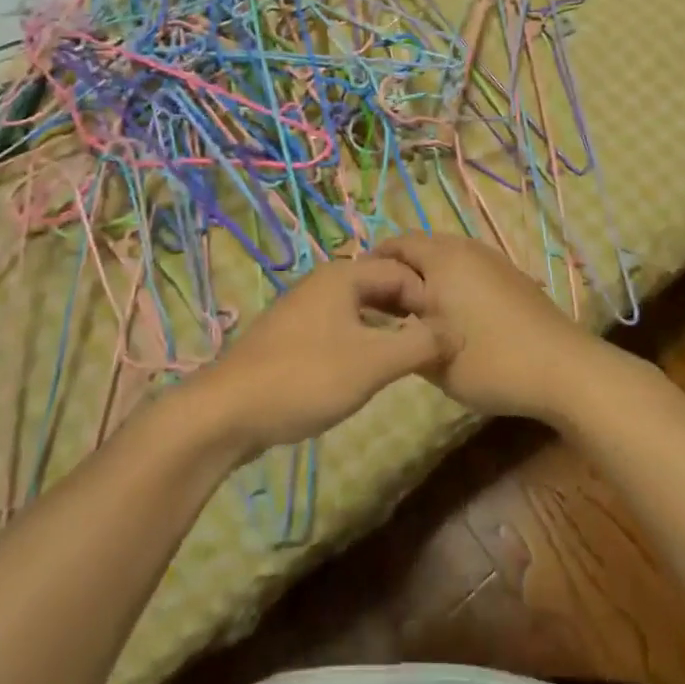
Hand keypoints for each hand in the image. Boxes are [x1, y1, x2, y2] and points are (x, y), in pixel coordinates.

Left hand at [189, 256, 446, 457]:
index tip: (450, 332)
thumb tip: (456, 331)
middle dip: (410, 309)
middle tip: (436, 343)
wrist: (228, 411)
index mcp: (344, 276)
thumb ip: (420, 344)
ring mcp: (304, 309)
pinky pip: (340, 327)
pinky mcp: (291, 337)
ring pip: (360, 308)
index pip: (402, 272)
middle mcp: (324, 283)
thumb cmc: (306, 378)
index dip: (430, 299)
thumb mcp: (373, 363)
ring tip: (410, 356)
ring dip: (388, 326)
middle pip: (380, 285)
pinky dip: (363, 339)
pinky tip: (369, 368)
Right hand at [372, 233, 609, 422]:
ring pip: (447, 259)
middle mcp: (466, 249)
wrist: (564, 369)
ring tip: (415, 313)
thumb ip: (402, 335)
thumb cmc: (491, 361)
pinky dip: (452, 284)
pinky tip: (452, 316)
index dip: (373, 264)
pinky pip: (468, 269)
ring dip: (427, 278)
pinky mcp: (511, 277)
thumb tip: (387, 321)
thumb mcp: (433, 358)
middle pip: (422, 248)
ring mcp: (492, 260)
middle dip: (400, 271)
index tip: (359, 294)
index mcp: (442, 258)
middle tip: (383, 305)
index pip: (396, 245)